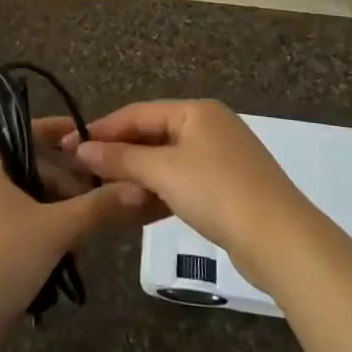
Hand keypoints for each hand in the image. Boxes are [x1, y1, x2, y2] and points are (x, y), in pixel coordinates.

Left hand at [0, 117, 159, 342]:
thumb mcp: (55, 230)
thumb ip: (98, 208)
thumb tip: (139, 188)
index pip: (27, 132)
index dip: (58, 131)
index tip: (90, 139)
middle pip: (35, 171)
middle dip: (69, 184)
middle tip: (99, 200)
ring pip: (33, 206)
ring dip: (62, 218)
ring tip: (86, 240)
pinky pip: (25, 234)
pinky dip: (47, 241)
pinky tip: (65, 264)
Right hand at [67, 100, 315, 282]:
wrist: (282, 241)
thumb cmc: (218, 192)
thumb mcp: (164, 171)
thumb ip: (121, 158)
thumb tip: (81, 148)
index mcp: (196, 110)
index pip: (137, 112)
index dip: (103, 129)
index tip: (70, 146)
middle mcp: (209, 126)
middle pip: (153, 134)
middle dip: (119, 153)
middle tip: (83, 171)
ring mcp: (222, 157)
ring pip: (167, 160)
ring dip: (137, 175)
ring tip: (104, 190)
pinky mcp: (228, 188)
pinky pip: (183, 181)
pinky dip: (160, 190)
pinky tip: (139, 207)